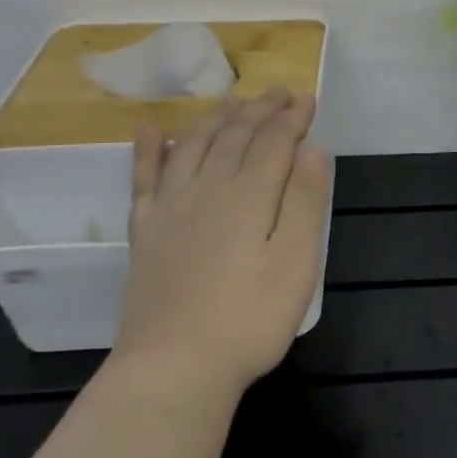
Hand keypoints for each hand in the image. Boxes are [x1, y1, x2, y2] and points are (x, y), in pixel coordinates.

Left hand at [113, 86, 331, 395]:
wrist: (174, 366)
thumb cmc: (249, 319)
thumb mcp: (296, 263)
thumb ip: (304, 201)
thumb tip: (313, 149)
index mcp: (250, 195)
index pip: (274, 142)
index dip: (293, 118)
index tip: (308, 100)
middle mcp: (208, 188)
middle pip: (234, 135)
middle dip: (259, 110)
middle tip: (277, 91)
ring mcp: (171, 207)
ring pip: (192, 145)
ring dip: (215, 118)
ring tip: (231, 101)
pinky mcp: (146, 230)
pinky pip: (144, 176)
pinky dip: (147, 147)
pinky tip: (148, 127)